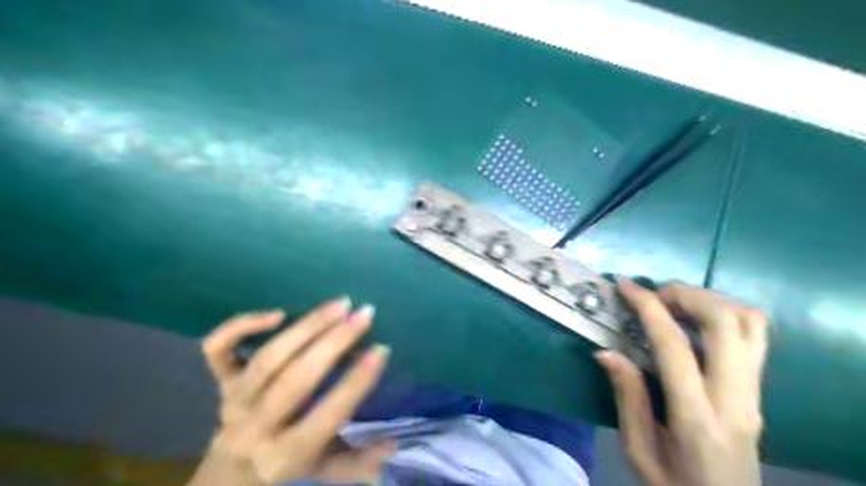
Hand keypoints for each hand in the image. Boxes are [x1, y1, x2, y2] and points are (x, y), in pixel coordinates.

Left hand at [189, 296, 395, 485]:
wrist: (228, 471)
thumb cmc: (288, 463)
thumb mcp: (325, 470)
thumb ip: (359, 461)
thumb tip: (395, 442)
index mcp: (287, 454)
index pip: (327, 414)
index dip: (357, 381)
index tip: (382, 350)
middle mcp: (257, 426)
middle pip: (295, 380)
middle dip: (334, 342)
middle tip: (364, 314)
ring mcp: (235, 400)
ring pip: (267, 358)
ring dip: (306, 326)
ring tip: (339, 305)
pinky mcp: (221, 380)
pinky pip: (217, 349)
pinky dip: (241, 326)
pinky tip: (277, 314)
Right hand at [597, 279, 770, 484]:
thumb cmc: (674, 483)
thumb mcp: (637, 449)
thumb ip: (627, 397)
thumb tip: (605, 351)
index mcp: (696, 417)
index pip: (674, 345)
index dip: (647, 306)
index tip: (624, 286)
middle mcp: (735, 399)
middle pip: (725, 322)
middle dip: (686, 294)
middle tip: (654, 295)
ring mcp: (754, 393)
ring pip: (749, 322)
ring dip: (709, 300)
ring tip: (674, 303)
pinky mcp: (759, 390)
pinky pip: (756, 335)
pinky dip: (727, 312)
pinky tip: (697, 320)